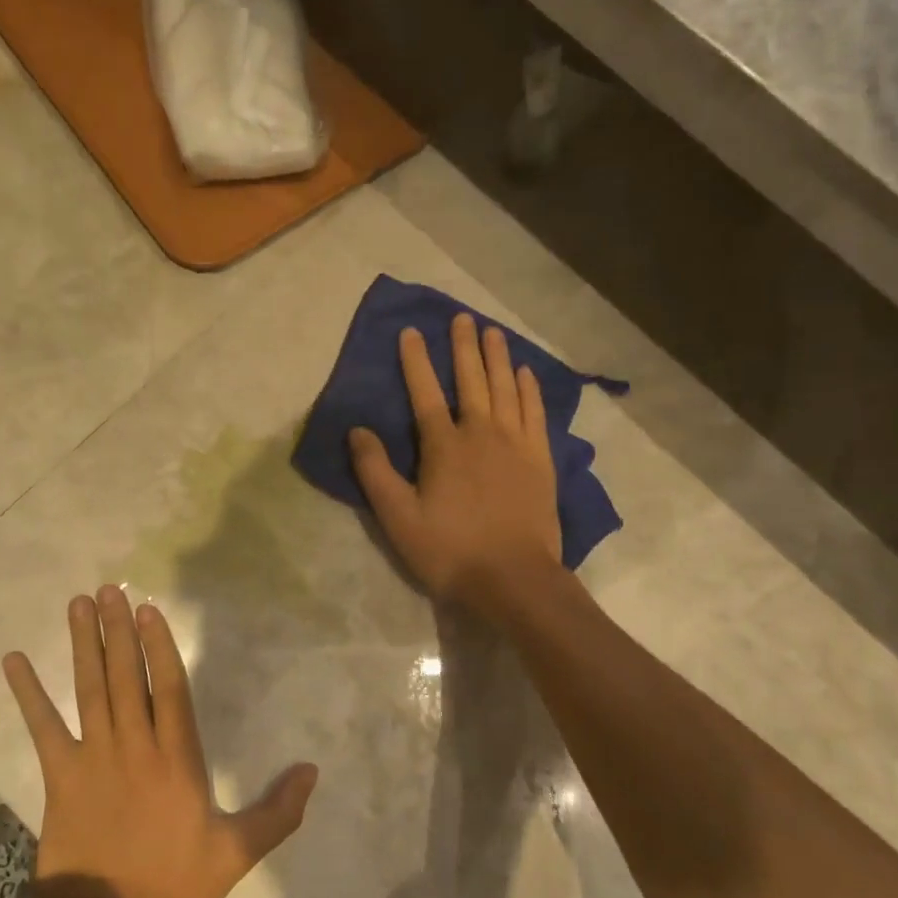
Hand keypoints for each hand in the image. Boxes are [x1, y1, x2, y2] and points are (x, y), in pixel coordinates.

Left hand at [1, 586, 318, 897]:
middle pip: (126, 676)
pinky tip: (14, 660)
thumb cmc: (171, 886)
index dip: (159, 645)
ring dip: (83, 644)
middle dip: (118, 630)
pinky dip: (28, 693)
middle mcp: (134, 745)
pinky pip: (42, 726)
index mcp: (176, 759)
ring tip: (78, 604)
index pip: (169, 687)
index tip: (148, 609)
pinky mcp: (60, 775)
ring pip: (90, 689)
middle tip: (110, 589)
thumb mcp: (235, 854)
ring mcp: (93, 757)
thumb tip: (312, 771)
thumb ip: (276, 812)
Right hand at [349, 313, 562, 612]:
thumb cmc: (450, 550)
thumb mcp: (398, 517)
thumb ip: (375, 471)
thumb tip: (357, 429)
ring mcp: (516, 444)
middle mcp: (481, 433)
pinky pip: (535, 413)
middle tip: (462, 317)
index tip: (411, 331)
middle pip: (471, 380)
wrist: (514, 579)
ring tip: (493, 332)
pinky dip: (530, 390)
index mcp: (444, 446)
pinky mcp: (541, 460)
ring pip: (506, 389)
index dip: (416, 361)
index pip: (425, 392)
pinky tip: (526, 374)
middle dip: (463, 347)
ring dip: (498, 358)